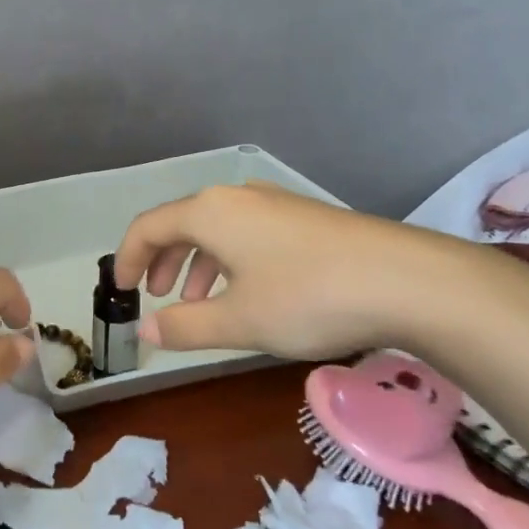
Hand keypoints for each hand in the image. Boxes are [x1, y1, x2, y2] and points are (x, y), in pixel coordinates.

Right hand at [113, 182, 448, 360]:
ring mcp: (275, 204)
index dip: (127, 259)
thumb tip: (145, 331)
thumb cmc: (307, 298)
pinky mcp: (305, 219)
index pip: (148, 227)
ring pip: (217, 230)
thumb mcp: (238, 322)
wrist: (408, 281)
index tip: (120, 290)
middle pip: (182, 223)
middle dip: (162, 261)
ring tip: (199, 302)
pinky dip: (230, 261)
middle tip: (157, 297)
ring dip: (197, 264)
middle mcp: (237, 198)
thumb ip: (184, 327)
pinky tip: (247, 293)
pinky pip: (247, 234)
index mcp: (210, 213)